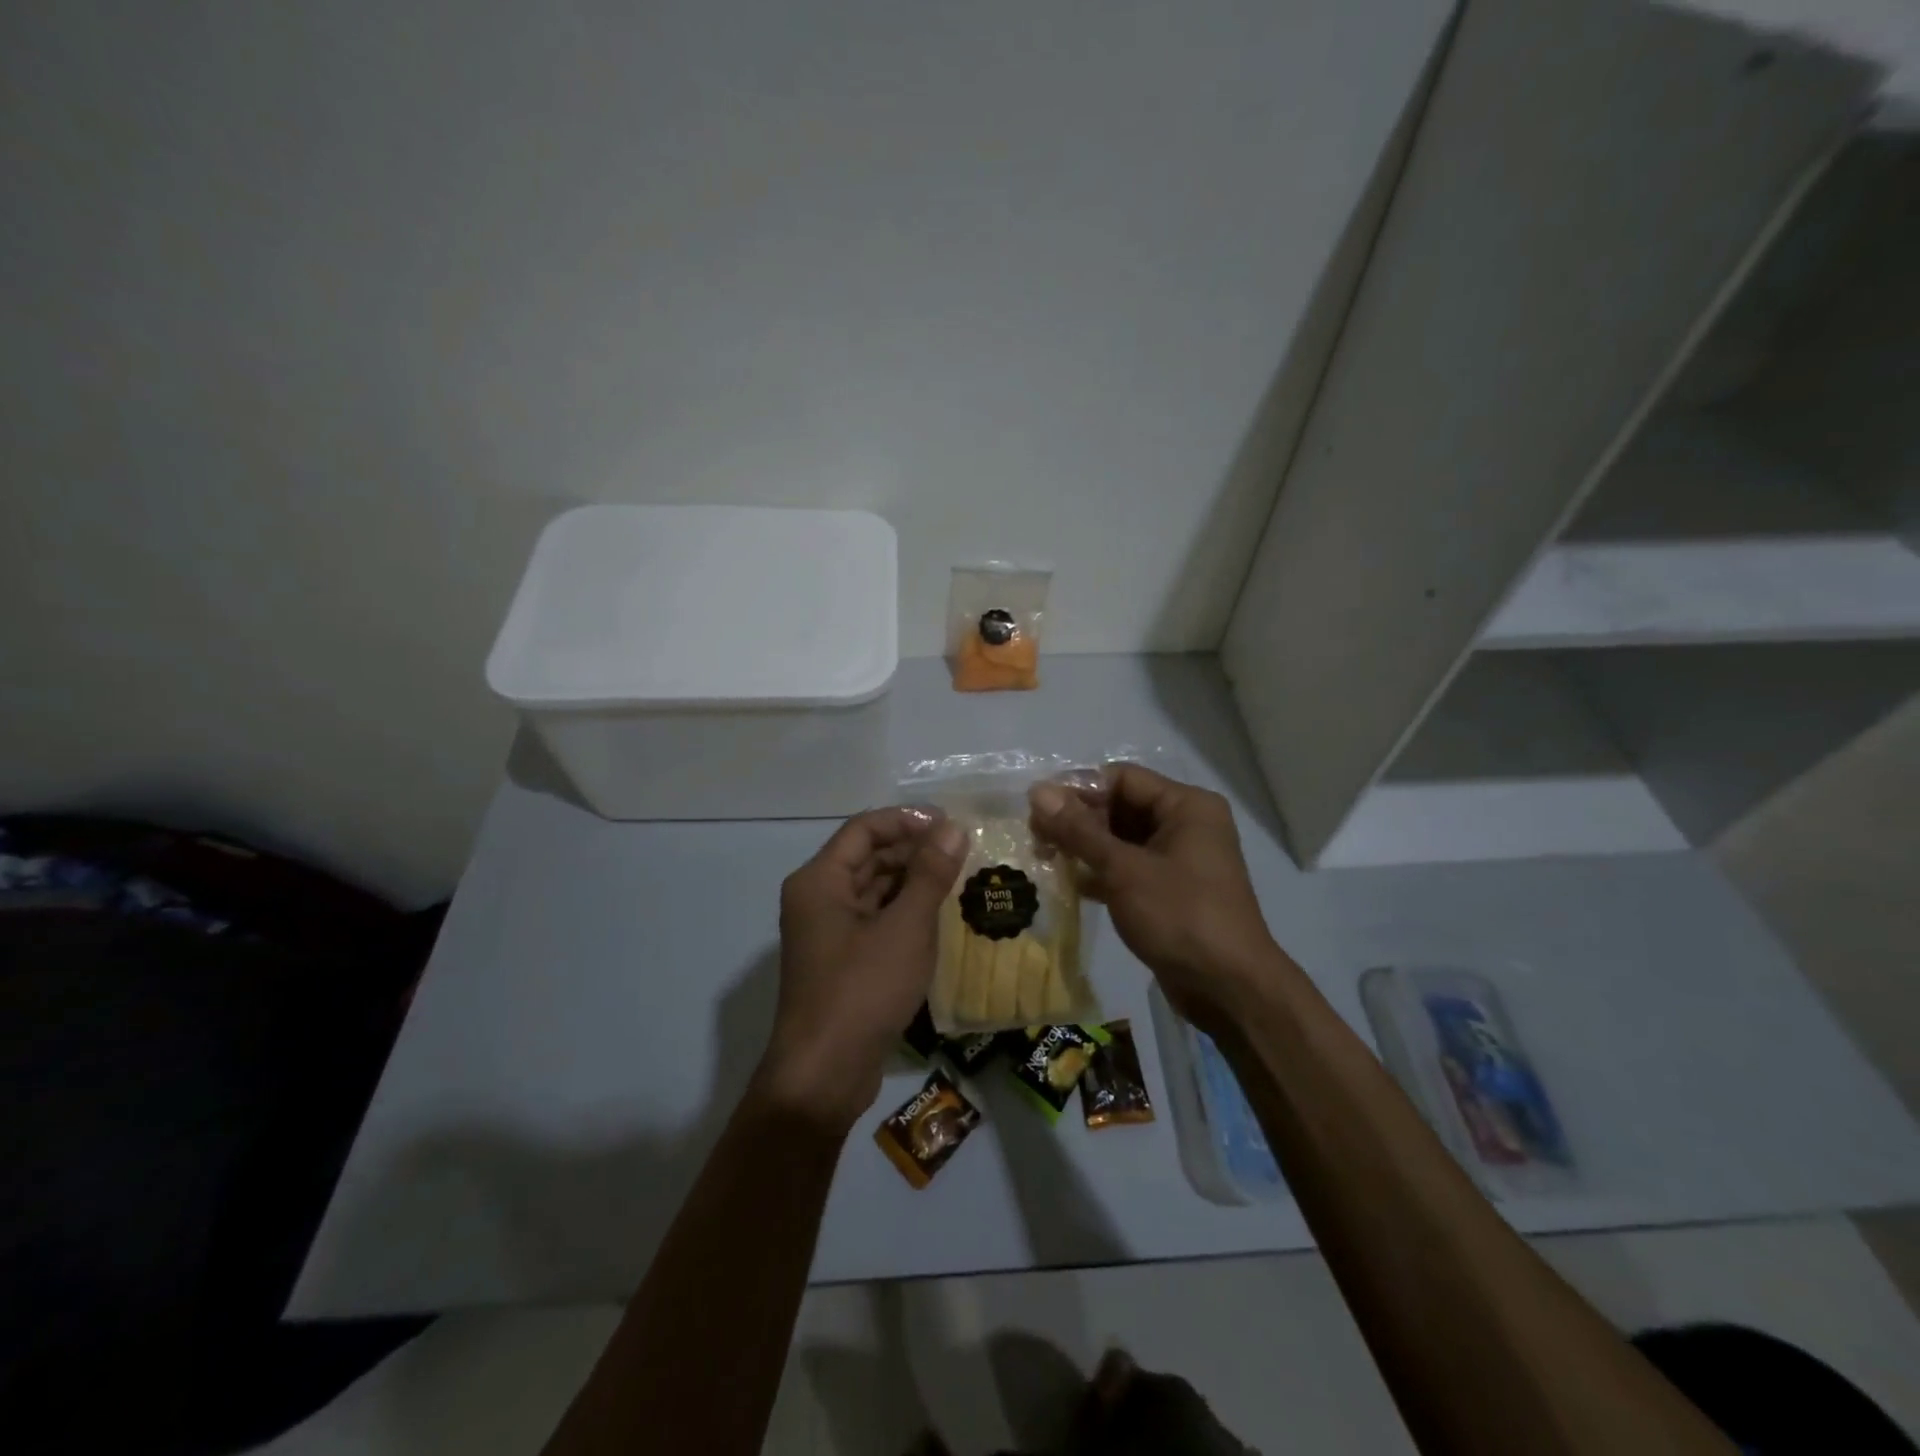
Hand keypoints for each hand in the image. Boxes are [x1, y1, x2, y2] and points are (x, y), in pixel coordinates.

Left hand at [757, 807, 966, 1132]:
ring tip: (958, 879)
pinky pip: (874, 919)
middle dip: (912, 850)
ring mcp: (826, 931)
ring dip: (911, 881)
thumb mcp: (905, 928)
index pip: (864, 828)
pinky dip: (903, 911)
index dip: (907, 820)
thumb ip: (930, 874)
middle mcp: (816, 898)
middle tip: (961, 852)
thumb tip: (953, 828)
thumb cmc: (862, 990)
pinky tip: (938, 916)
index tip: (950, 824)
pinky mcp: (840, 961)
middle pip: (867, 856)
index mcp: (819, 880)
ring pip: (873, 889)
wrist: (824, 1075)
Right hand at [1029, 764, 1279, 1031]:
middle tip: (1035, 837)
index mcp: (1186, 805)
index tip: (1037, 809)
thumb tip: (1038, 791)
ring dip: (1085, 847)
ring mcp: (1180, 859)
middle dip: (1078, 820)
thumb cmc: (1180, 916)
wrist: (1229, 989)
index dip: (1077, 789)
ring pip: (1122, 839)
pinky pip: (1129, 867)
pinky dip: (1101, 872)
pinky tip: (1069, 883)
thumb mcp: (1123, 869)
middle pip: (1121, 806)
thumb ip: (1078, 830)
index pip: (1121, 778)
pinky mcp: (1170, 891)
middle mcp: (1186, 824)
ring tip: (1044, 857)